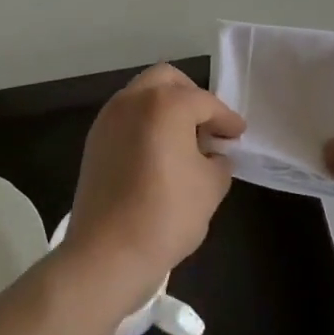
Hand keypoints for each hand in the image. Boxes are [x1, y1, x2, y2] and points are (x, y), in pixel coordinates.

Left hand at [65, 64, 244, 305]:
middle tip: (208, 124)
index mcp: (166, 103)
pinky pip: (127, 117)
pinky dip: (146, 123)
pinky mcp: (94, 141)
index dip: (226, 119)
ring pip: (143, 95)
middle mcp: (133, 100)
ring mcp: (108, 119)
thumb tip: (214, 154)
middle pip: (167, 80)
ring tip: (184, 140)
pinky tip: (159, 152)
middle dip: (191, 96)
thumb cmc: (166, 215)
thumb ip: (219, 161)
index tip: (238, 133)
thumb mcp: (211, 187)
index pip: (205, 102)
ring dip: (166, 107)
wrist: (106, 254)